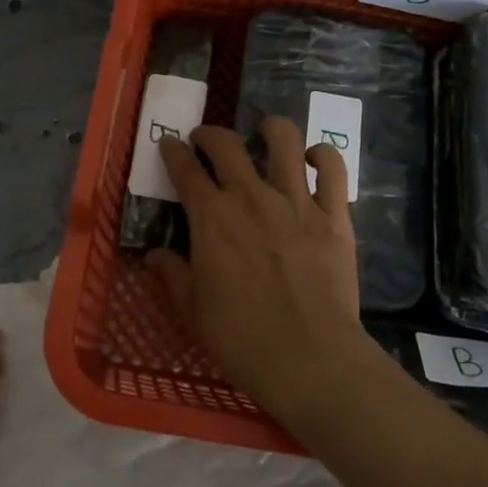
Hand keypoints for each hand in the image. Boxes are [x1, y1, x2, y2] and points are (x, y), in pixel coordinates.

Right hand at [147, 120, 368, 414]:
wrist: (309, 357)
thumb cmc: (241, 337)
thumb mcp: (192, 310)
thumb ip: (172, 274)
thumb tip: (154, 254)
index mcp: (211, 217)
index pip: (185, 170)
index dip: (173, 152)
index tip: (169, 145)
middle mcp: (251, 196)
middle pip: (227, 145)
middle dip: (210, 135)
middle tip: (205, 140)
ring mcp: (296, 200)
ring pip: (284, 141)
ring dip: (270, 129)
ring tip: (264, 132)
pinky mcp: (334, 214)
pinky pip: (333, 169)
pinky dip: (323, 156)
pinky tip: (313, 159)